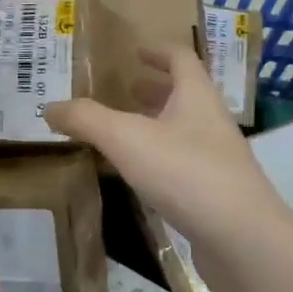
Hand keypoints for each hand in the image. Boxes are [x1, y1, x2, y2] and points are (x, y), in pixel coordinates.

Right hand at [45, 46, 292, 258]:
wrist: (243, 240)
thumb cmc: (186, 173)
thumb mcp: (127, 140)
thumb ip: (87, 120)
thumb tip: (49, 107)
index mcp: (196, 96)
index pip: (181, 59)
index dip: (158, 51)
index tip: (136, 51)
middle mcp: (212, 122)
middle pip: (185, 94)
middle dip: (155, 89)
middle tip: (125, 88)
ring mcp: (218, 160)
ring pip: (184, 130)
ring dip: (157, 124)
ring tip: (124, 131)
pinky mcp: (216, 194)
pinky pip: (184, 164)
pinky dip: (160, 160)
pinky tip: (139, 176)